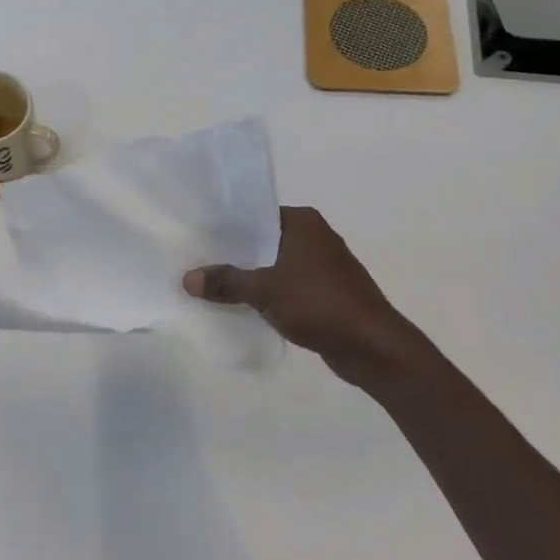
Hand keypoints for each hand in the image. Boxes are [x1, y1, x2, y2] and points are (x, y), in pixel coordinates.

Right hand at [183, 206, 436, 392]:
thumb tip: (187, 278)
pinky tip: (244, 306)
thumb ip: (226, 282)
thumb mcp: (264, 290)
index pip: (256, 214)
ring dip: (251, 277)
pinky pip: (288, 287)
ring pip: (275, 266)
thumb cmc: (319, 304)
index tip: (198, 237)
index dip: (227, 226)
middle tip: (198, 262)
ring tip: (213, 285)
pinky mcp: (327, 293)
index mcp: (303, 222)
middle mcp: (315, 236)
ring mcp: (323, 266)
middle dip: (235, 254)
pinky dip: (268, 294)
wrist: (372, 346)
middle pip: (264, 241)